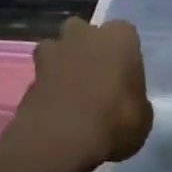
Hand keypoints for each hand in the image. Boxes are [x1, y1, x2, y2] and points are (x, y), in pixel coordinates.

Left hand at [13, 18, 152, 171]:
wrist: (61, 140)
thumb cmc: (114, 122)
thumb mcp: (142, 118)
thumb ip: (135, 101)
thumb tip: (129, 104)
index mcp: (118, 37)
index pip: (125, 33)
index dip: (125, 54)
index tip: (125, 75)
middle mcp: (84, 35)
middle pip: (85, 31)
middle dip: (88, 47)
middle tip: (96, 77)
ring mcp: (53, 53)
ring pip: (57, 47)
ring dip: (62, 62)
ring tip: (71, 90)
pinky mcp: (29, 76)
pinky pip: (42, 76)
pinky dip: (47, 88)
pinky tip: (55, 110)